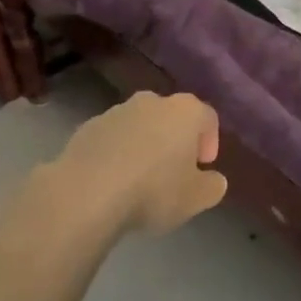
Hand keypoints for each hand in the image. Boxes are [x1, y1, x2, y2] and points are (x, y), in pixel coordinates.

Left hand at [50, 91, 228, 233]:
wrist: (87, 192)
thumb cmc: (153, 191)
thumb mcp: (196, 198)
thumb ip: (212, 186)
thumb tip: (213, 179)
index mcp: (184, 111)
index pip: (207, 117)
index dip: (210, 141)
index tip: (203, 167)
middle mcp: (151, 101)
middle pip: (171, 116)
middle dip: (176, 140)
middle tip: (175, 172)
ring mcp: (116, 111)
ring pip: (139, 125)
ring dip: (144, 145)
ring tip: (140, 180)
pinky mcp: (87, 127)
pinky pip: (112, 138)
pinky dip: (117, 153)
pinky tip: (113, 181)